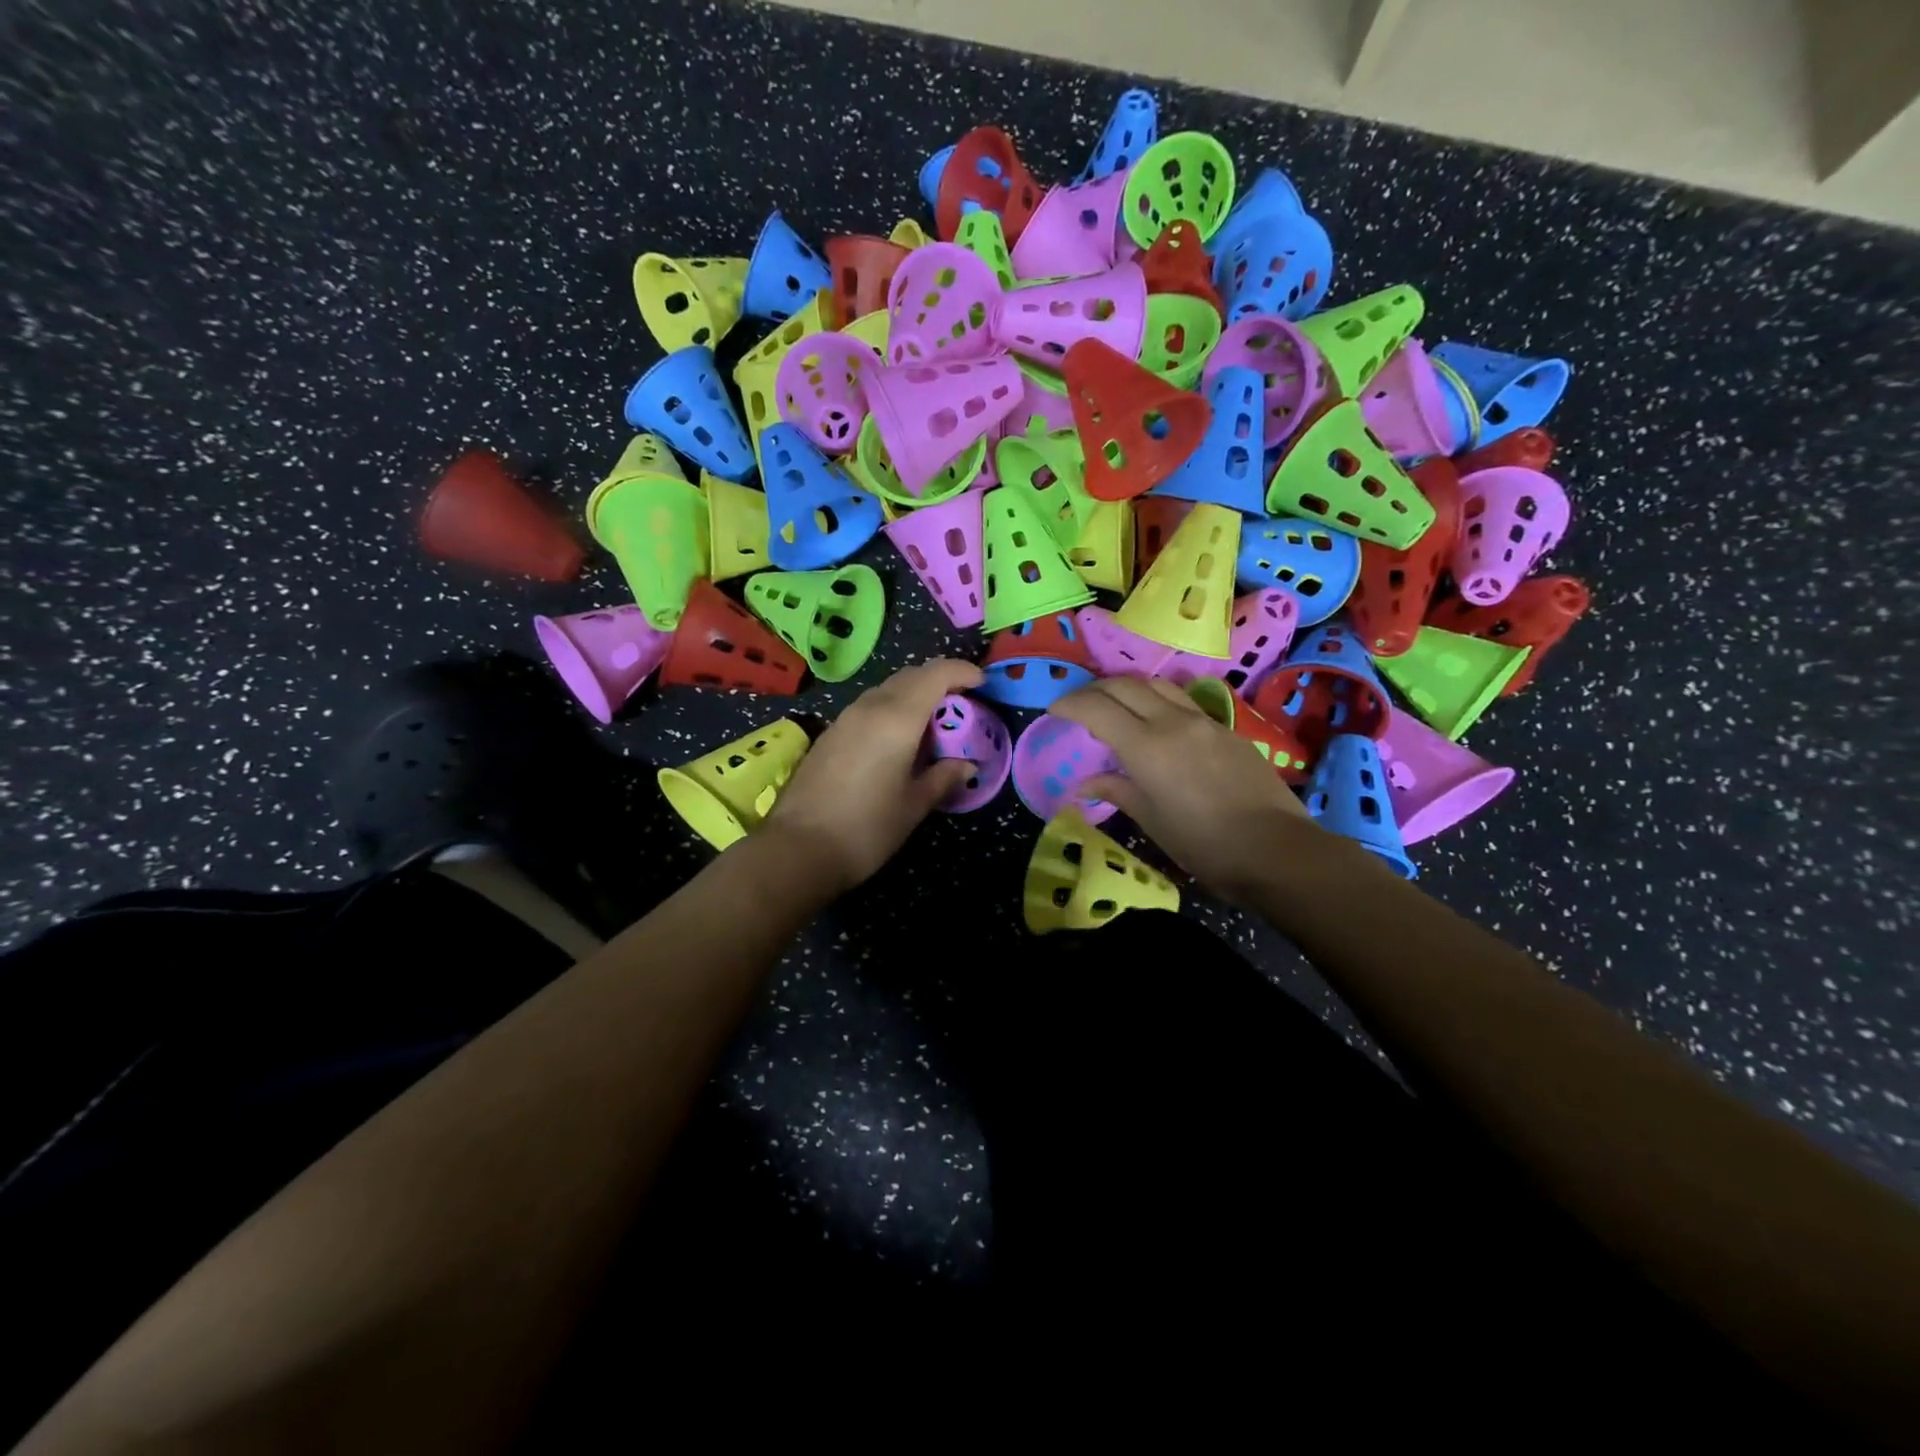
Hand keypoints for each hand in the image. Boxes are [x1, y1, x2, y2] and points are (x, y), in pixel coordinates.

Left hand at [766, 658, 984, 893]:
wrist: (798, 849)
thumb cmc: (866, 828)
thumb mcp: (914, 805)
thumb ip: (943, 777)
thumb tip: (966, 765)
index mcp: (897, 718)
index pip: (936, 674)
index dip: (962, 672)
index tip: (982, 685)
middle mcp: (870, 707)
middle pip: (911, 676)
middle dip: (940, 681)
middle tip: (961, 707)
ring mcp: (845, 718)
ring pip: (887, 689)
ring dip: (914, 695)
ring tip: (932, 725)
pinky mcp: (830, 733)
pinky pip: (869, 706)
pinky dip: (892, 709)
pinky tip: (898, 740)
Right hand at [1051, 676, 1317, 906]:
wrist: (1278, 850)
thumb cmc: (1205, 845)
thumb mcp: (1152, 821)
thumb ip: (1117, 790)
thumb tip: (1086, 782)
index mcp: (1147, 746)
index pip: (1096, 708)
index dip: (1069, 703)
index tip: (1053, 710)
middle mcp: (1173, 721)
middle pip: (1124, 685)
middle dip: (1094, 689)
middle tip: (1078, 706)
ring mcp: (1204, 721)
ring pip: (1157, 684)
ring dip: (1128, 688)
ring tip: (1115, 706)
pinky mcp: (1227, 729)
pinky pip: (1183, 701)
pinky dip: (1157, 701)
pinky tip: (1157, 724)